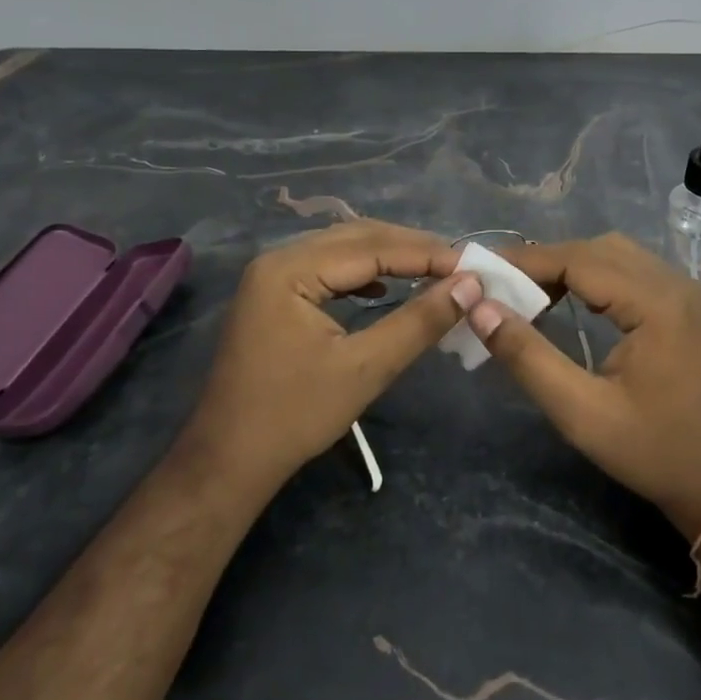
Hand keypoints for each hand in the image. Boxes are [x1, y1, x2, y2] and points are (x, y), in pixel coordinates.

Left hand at [182, 221, 481, 491]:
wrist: (228, 462)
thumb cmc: (294, 417)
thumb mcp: (365, 369)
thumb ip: (419, 322)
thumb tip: (469, 286)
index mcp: (290, 269)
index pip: (372, 246)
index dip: (426, 253)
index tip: (473, 266)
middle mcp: (278, 259)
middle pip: (356, 238)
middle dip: (411, 249)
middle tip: (459, 267)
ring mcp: (272, 276)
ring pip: (343, 250)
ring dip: (389, 258)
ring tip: (433, 273)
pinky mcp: (274, 295)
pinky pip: (327, 269)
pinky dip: (363, 273)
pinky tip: (385, 289)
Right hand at [469, 233, 700, 535]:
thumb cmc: (653, 451)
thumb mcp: (581, 412)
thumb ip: (528, 357)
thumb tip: (480, 308)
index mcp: (655, 302)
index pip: (578, 259)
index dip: (526, 261)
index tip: (482, 269)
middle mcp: (673, 283)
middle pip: (596, 248)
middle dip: (545, 261)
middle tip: (501, 285)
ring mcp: (684, 291)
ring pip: (614, 254)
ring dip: (569, 266)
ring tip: (529, 293)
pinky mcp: (684, 305)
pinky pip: (631, 270)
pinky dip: (594, 276)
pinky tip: (569, 300)